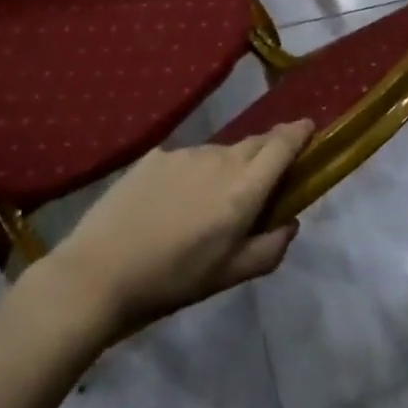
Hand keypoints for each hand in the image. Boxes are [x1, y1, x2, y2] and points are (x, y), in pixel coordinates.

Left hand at [33, 119, 315, 336]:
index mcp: (242, 190)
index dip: (298, 133)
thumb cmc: (172, 280)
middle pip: (254, 144)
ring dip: (227, 167)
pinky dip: (194, 172)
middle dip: (268, 152)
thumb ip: (269, 249)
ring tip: (210, 202)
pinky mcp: (154, 155)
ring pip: (220, 152)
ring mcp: (184, 153)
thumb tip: (290, 222)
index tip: (308, 127)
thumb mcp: (228, 276)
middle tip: (266, 177)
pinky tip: (174, 202)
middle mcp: (218, 160)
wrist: (99, 272)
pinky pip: (188, 158)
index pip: (281, 146)